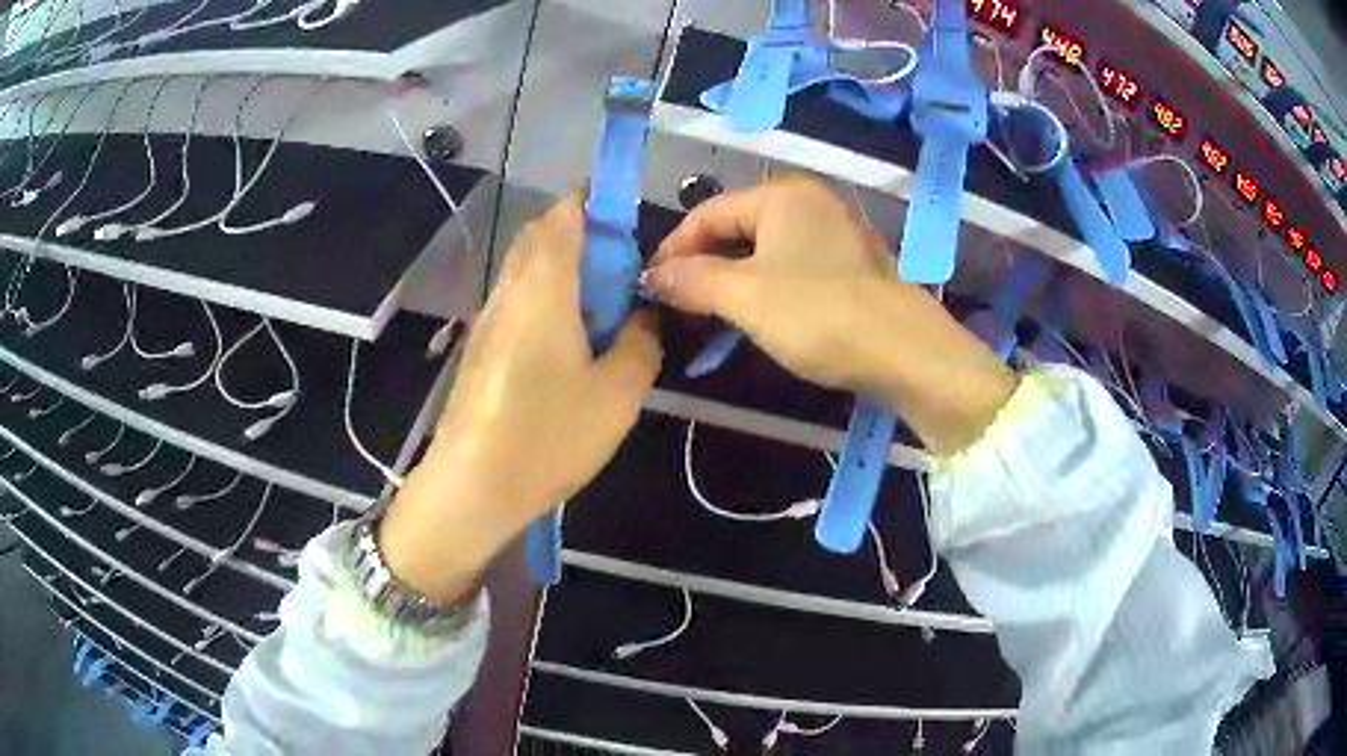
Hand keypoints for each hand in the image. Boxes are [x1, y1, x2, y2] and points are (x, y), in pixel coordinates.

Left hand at [380, 197, 661, 603]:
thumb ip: (641, 342)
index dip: (593, 201)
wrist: (472, 485)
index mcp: (544, 287)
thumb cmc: (548, 435)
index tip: (624, 213)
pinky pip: (516, 300)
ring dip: (562, 268)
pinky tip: (566, 342)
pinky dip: (544, 297)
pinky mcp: (480, 348)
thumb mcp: (618, 393)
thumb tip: (644, 316)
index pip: (564, 216)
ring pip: (525, 269)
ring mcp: (488, 319)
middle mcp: (510, 291)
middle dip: (581, 235)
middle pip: (540, 236)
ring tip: (599, 307)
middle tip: (619, 268)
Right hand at [647, 175, 1015, 455]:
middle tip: (678, 303)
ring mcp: (836, 231)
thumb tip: (655, 275)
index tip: (650, 284)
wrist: (906, 352)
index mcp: (781, 195)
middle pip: (737, 226)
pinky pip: (793, 265)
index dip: (673, 247)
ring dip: (732, 278)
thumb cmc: (819, 315)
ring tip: (710, 313)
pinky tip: (758, 315)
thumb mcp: (745, 297)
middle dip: (703, 263)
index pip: (707, 212)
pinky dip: (766, 286)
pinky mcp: (852, 263)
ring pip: (765, 248)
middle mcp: (810, 201)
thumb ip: (693, 279)